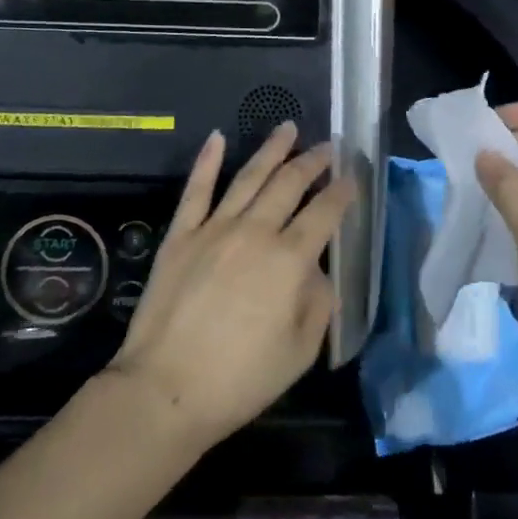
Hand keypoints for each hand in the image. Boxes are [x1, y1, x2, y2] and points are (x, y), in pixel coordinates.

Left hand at [108, 124, 355, 449]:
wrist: (165, 390)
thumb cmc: (240, 379)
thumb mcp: (300, 352)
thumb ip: (317, 303)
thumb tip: (317, 271)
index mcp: (290, 260)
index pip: (324, 213)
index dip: (341, 191)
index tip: (352, 177)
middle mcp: (256, 232)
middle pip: (290, 184)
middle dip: (313, 161)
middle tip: (327, 147)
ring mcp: (215, 228)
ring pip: (249, 176)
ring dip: (272, 149)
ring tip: (288, 128)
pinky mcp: (181, 235)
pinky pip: (197, 190)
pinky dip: (207, 160)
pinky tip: (217, 137)